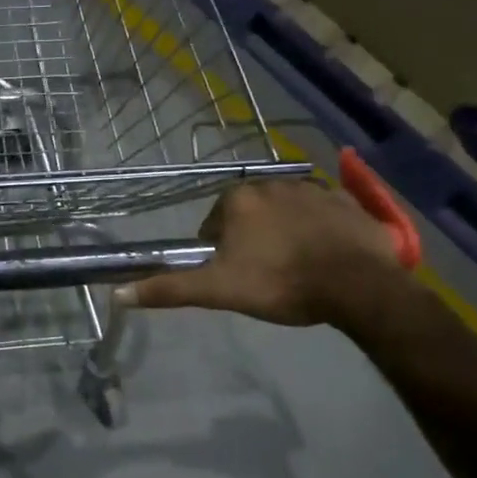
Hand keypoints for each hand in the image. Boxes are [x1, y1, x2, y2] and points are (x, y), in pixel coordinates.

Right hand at [117, 177, 405, 326]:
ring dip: (284, 231)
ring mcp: (313, 188)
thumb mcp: (219, 290)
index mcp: (238, 199)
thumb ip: (170, 289)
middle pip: (250, 213)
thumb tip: (118, 294)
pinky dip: (320, 228)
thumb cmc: (281, 283)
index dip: (220, 251)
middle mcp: (272, 183)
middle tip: (265, 274)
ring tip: (296, 266)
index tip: (236, 275)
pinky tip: (326, 254)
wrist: (358, 286)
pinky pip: (323, 212)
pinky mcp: (347, 201)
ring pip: (285, 210)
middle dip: (253, 238)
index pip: (215, 223)